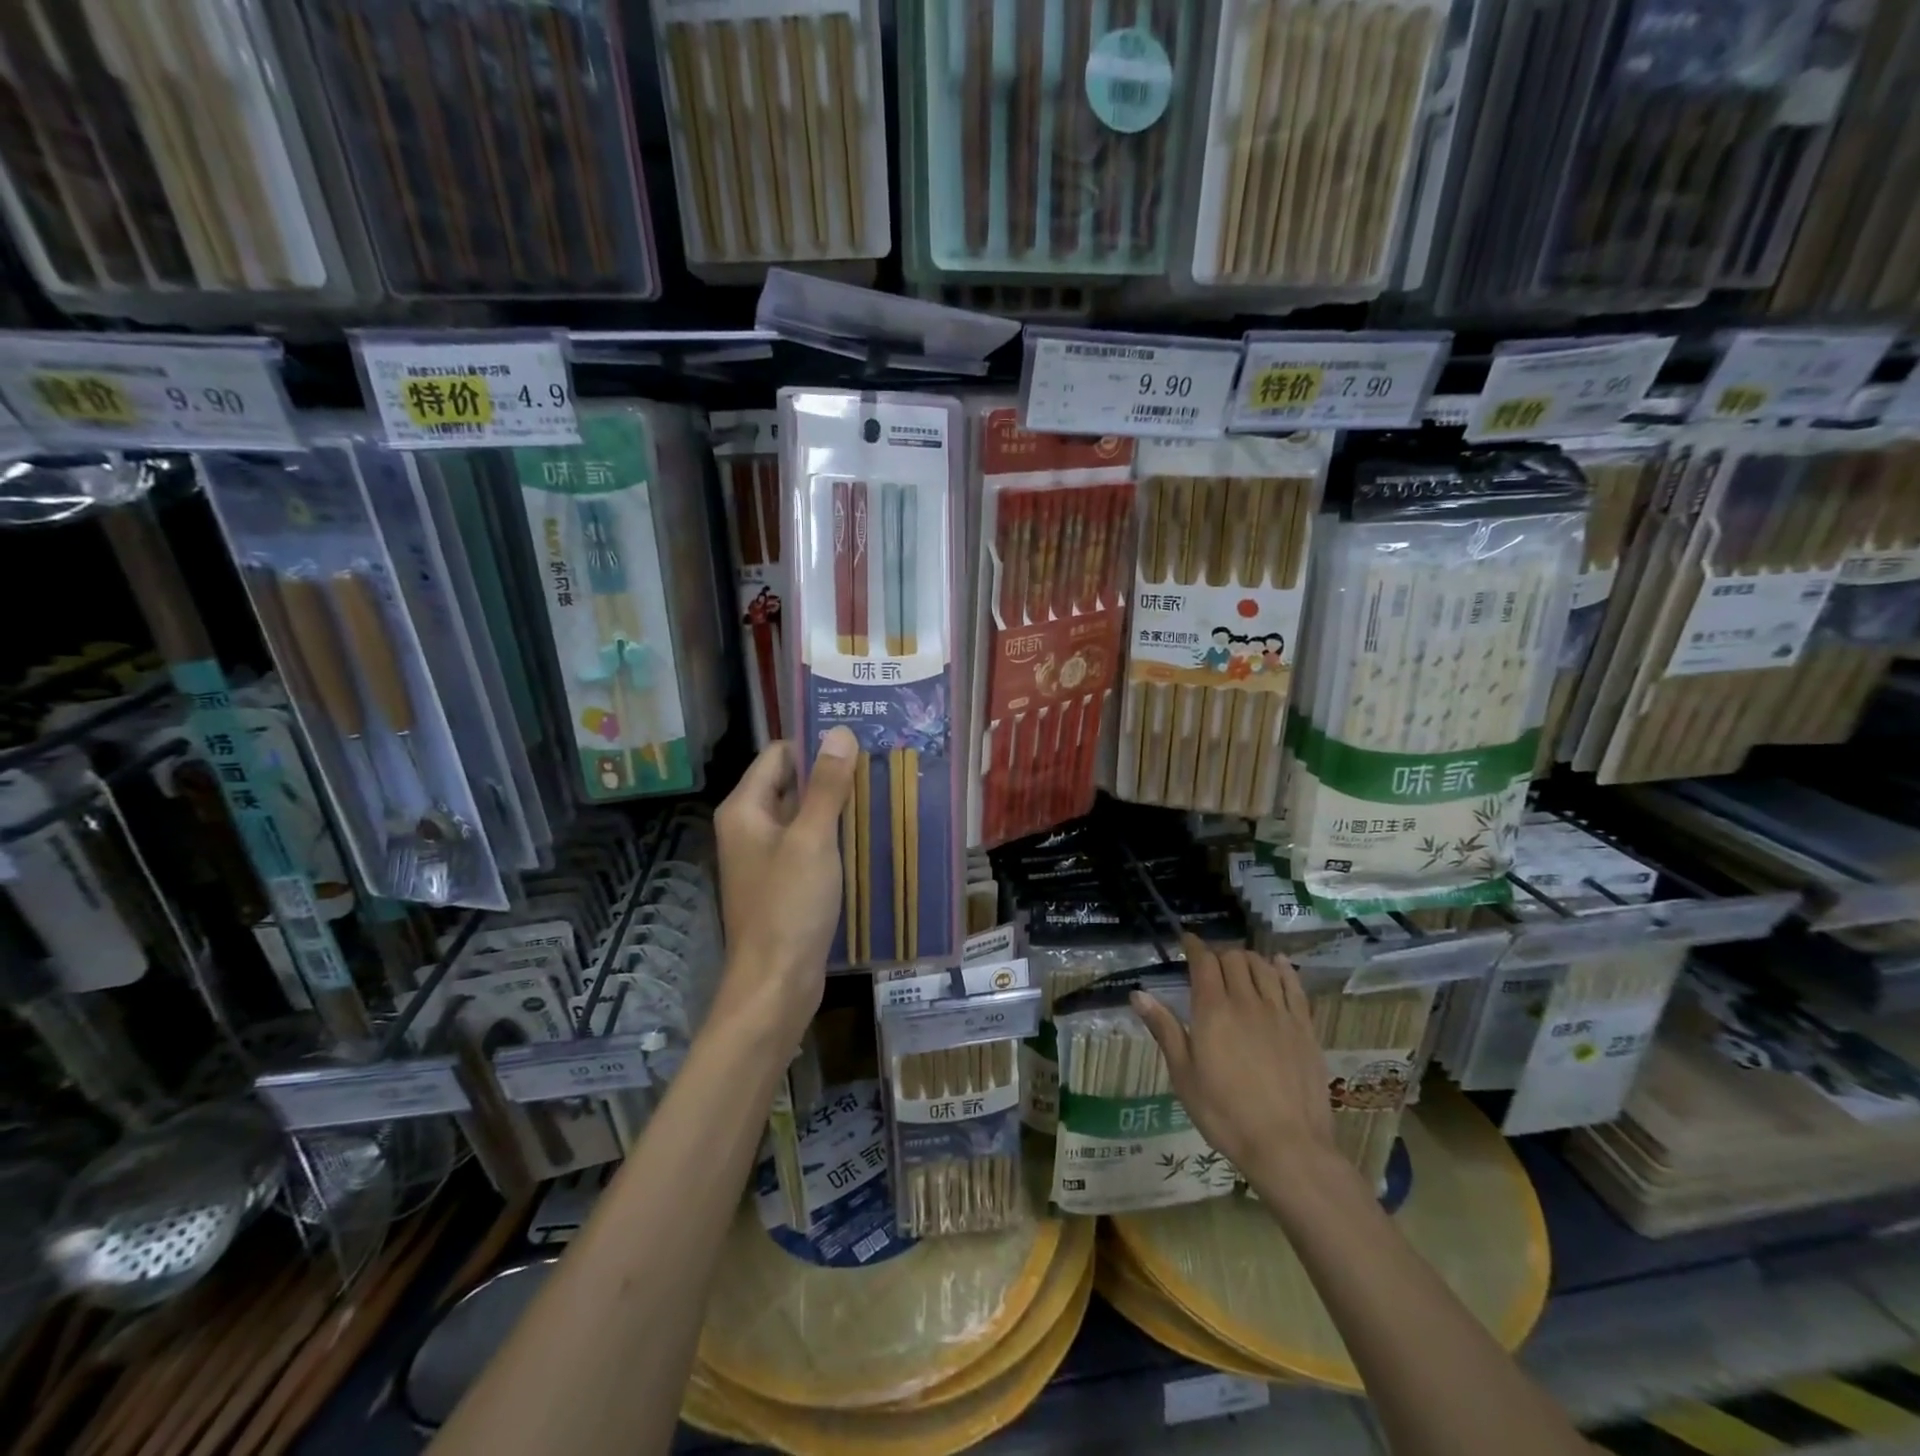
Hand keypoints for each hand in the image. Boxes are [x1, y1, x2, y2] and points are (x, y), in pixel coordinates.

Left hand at [711, 728, 859, 1047]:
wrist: (776, 984)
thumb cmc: (789, 906)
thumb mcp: (813, 839)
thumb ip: (826, 786)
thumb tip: (839, 732)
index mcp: (745, 809)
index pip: (780, 755)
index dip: (816, 745)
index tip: (860, 740)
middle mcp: (750, 827)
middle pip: (792, 784)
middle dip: (832, 775)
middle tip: (880, 764)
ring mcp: (766, 857)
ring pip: (805, 816)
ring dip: (837, 806)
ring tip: (883, 793)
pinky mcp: (784, 883)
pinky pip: (810, 845)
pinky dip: (835, 837)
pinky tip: (869, 835)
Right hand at [1133, 935, 1338, 1193]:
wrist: (1288, 1146)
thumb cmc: (1225, 1114)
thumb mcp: (1183, 1075)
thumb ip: (1164, 1029)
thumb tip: (1138, 994)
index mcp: (1213, 1010)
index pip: (1204, 962)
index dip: (1194, 946)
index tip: (1186, 941)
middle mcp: (1246, 1001)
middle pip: (1234, 958)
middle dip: (1219, 953)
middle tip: (1209, 962)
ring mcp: (1279, 1013)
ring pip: (1263, 966)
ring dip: (1247, 958)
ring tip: (1239, 964)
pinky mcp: (1304, 1028)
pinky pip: (1294, 985)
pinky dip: (1283, 968)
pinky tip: (1277, 964)